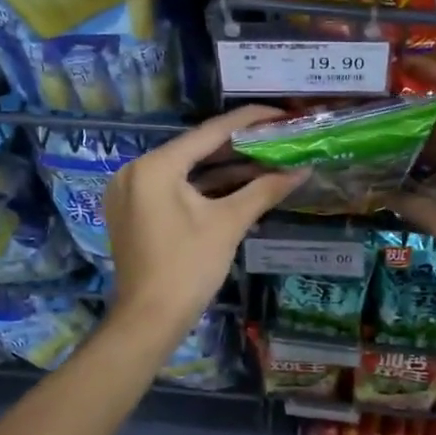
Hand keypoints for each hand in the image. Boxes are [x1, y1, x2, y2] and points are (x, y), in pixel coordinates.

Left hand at [106, 105, 305, 348]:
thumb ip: (265, 189)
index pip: (210, 132)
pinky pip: (175, 187)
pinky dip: (205, 187)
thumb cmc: (188, 269)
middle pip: (197, 149)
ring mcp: (132, 191)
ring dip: (225, 168)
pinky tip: (240, 183)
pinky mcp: (134, 210)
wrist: (148, 321)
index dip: (249, 120)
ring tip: (267, 158)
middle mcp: (137, 170)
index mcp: (156, 166)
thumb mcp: (228, 224)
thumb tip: (303, 168)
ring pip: (186, 170)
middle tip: (278, 137)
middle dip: (239, 146)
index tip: (281, 113)